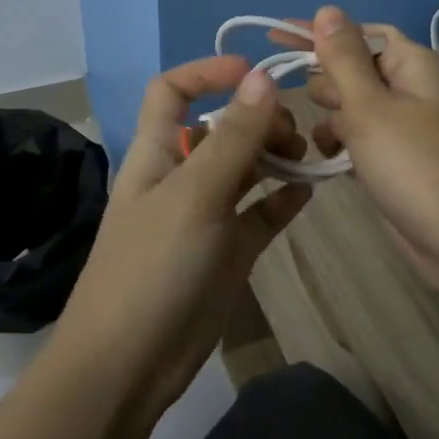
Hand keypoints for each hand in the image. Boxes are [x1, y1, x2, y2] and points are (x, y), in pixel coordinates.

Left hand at [49, 56, 310, 415]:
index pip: (172, 92)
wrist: (129, 365)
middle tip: (293, 134)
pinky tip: (309, 192)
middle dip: (258, 119)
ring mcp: (207, 215)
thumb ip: (233, 137)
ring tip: (307, 158)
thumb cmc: (153, 267)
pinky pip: (261, 212)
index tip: (255, 74)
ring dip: (276, 156)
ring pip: (246, 168)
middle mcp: (182, 176)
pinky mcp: (229, 251)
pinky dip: (283, 198)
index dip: (207, 73)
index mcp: (158, 152)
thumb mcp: (195, 195)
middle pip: (222, 128)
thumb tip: (264, 78)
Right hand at [281, 6, 438, 279]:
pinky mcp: (399, 157)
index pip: (357, 32)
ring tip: (325, 141)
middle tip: (320, 110)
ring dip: (333, 118)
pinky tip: (330, 160)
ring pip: (353, 105)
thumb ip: (343, 57)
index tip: (273, 35)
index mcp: (411, 62)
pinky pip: (361, 136)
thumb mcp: (370, 105)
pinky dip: (344, 143)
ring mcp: (406, 124)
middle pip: (353, 68)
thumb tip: (327, 9)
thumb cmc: (414, 164)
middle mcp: (411, 86)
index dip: (318, 33)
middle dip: (327, 85)